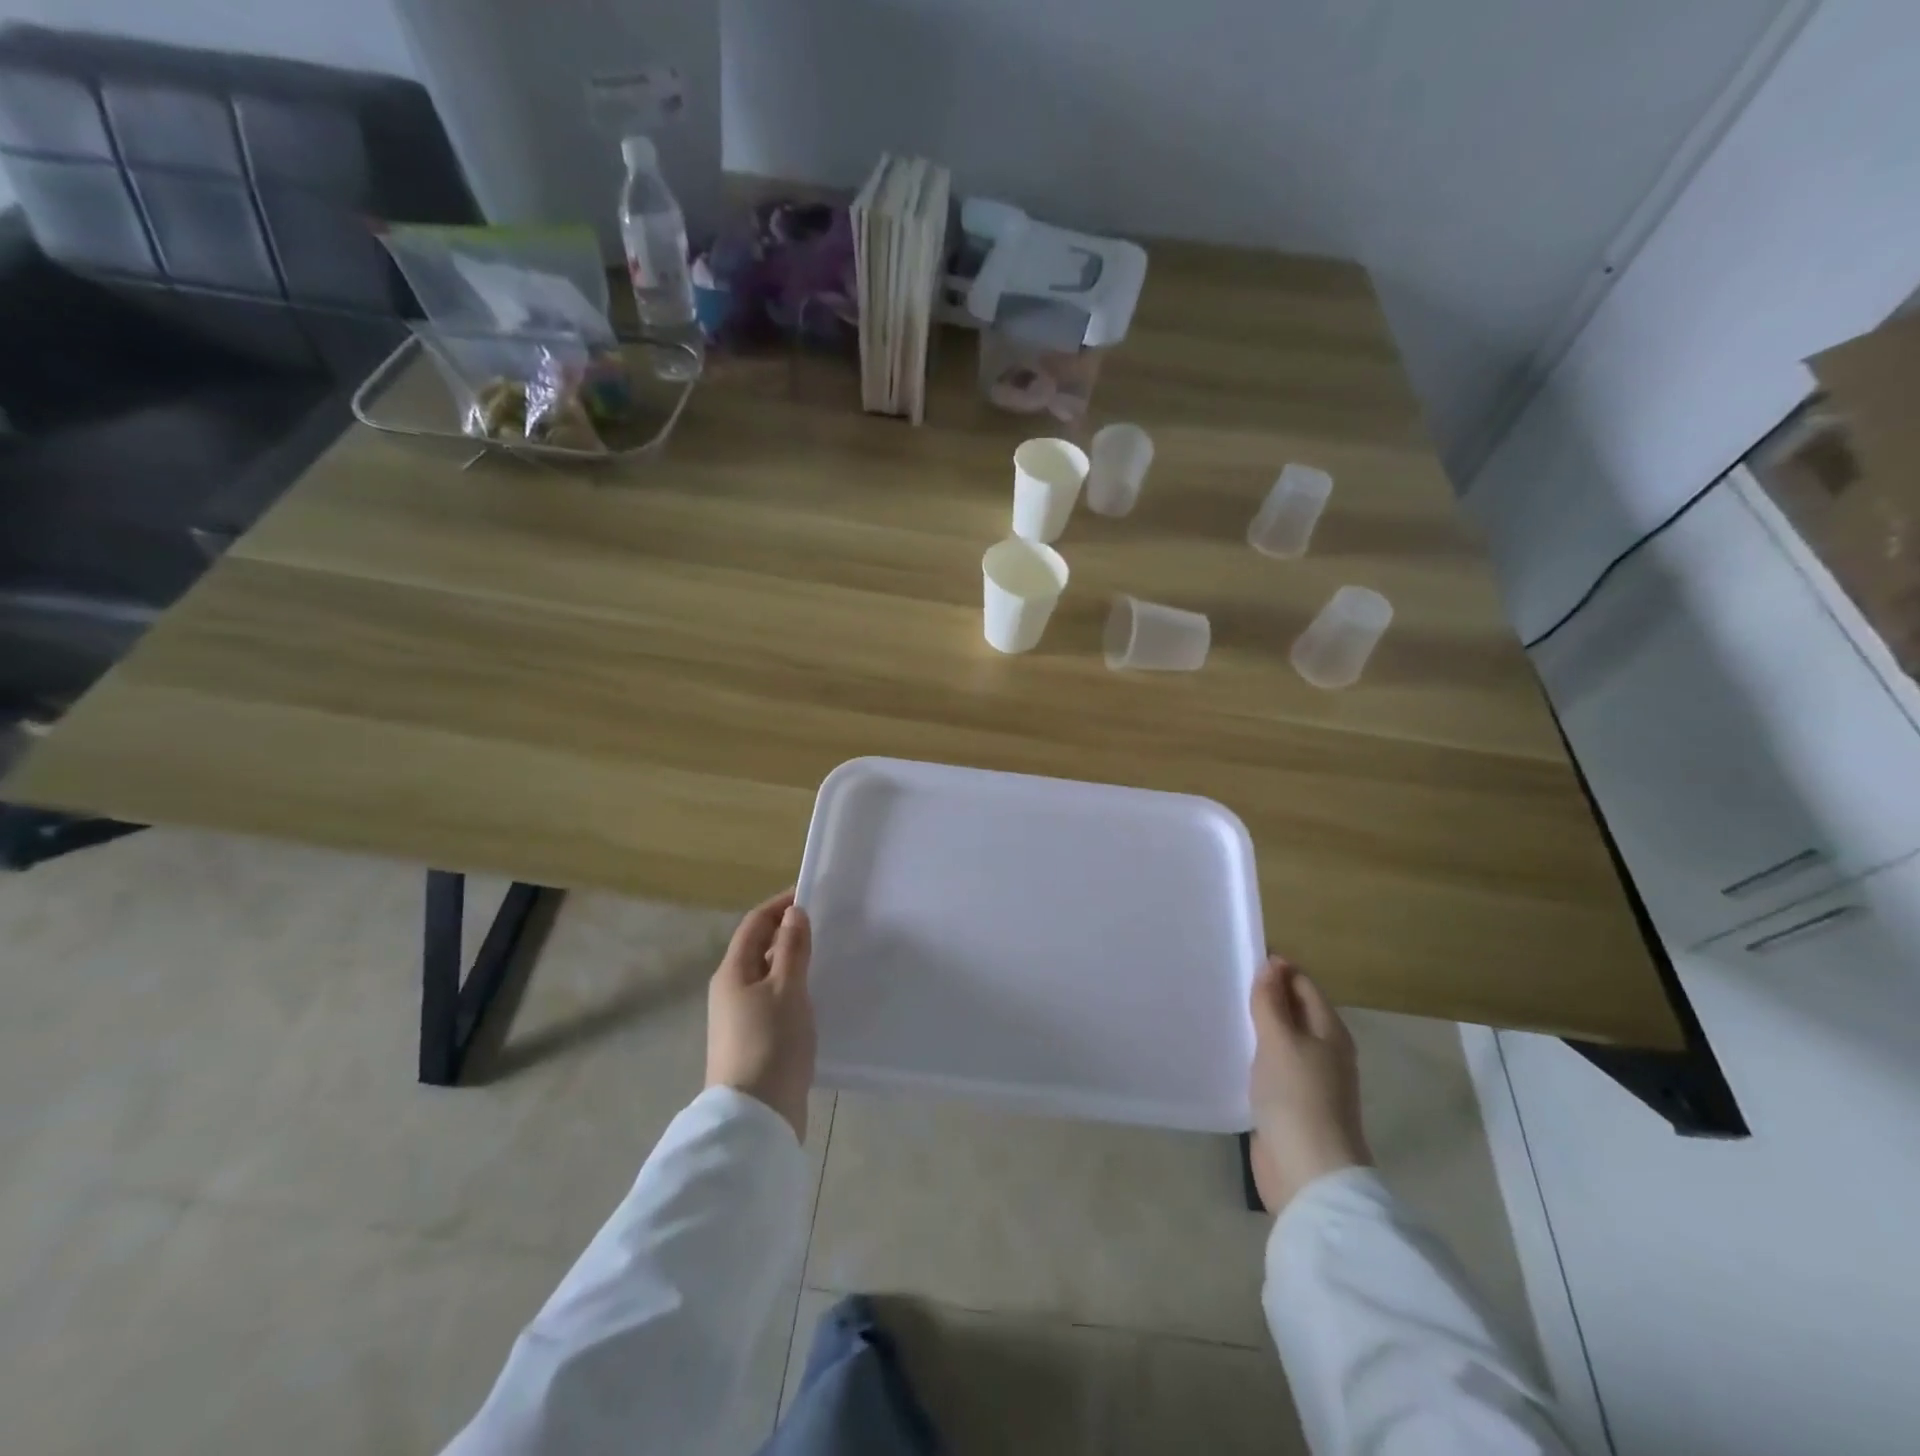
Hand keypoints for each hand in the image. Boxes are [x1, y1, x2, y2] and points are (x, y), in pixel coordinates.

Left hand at [707, 889, 815, 1141]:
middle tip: (826, 925)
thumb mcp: (787, 989)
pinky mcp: (755, 1041)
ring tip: (827, 956)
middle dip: (788, 932)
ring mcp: (740, 1019)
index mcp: (732, 972)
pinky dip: (794, 989)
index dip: (780, 906)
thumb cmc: (771, 1043)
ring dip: (793, 962)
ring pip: (768, 976)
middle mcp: (731, 991)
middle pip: (758, 949)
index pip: (755, 924)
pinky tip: (817, 997)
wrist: (755, 1117)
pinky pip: (774, 1001)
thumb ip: (791, 949)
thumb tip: (793, 913)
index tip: (811, 896)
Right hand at [1248, 955, 1371, 1214]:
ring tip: (1219, 1009)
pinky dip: (1252, 1053)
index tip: (1238, 957)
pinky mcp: (1289, 1103)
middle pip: (1292, 1010)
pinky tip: (1228, 1051)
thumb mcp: (1281, 1041)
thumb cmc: (1298, 1098)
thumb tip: (1270, 965)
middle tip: (1222, 980)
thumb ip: (1272, 1002)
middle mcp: (1323, 1050)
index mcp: (1329, 1031)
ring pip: (1279, 1039)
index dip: (1275, 968)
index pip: (1302, 984)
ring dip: (1254, 1025)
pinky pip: (1269, 1065)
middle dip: (1263, 995)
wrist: (1308, 1173)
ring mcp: (1307, 1079)